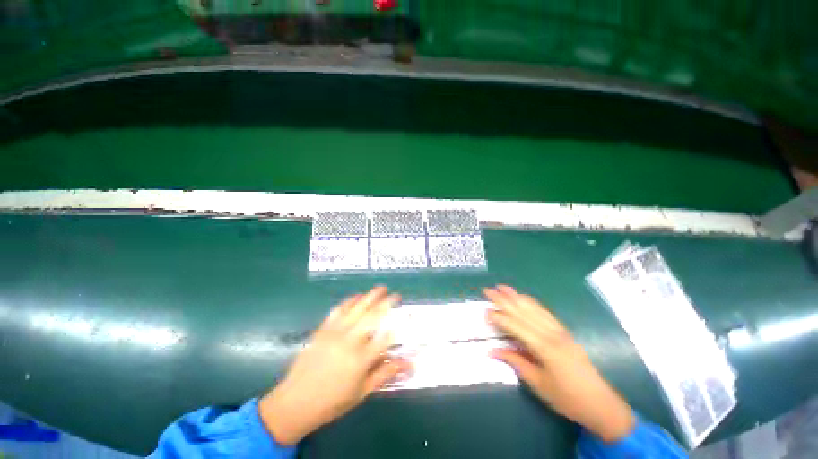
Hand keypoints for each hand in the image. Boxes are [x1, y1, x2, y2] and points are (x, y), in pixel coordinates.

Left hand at [259, 286, 410, 444]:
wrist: (295, 402)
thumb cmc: (333, 401)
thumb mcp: (362, 391)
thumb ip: (386, 373)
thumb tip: (409, 363)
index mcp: (361, 360)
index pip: (386, 337)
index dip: (400, 324)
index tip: (408, 315)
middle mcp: (349, 341)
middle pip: (373, 316)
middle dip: (387, 303)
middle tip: (396, 296)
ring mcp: (335, 332)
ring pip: (357, 308)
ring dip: (371, 296)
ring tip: (381, 288)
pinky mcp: (323, 329)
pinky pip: (339, 309)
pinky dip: (350, 300)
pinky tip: (357, 296)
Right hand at [484, 285, 635, 441]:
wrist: (601, 403)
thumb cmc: (567, 398)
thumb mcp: (538, 384)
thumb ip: (515, 361)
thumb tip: (492, 350)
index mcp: (544, 347)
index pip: (516, 325)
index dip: (499, 317)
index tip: (485, 311)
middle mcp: (551, 333)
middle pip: (523, 311)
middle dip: (504, 299)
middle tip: (487, 290)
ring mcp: (559, 330)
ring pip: (534, 307)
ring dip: (516, 296)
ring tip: (502, 287)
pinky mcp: (564, 331)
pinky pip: (544, 311)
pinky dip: (530, 302)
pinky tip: (523, 298)